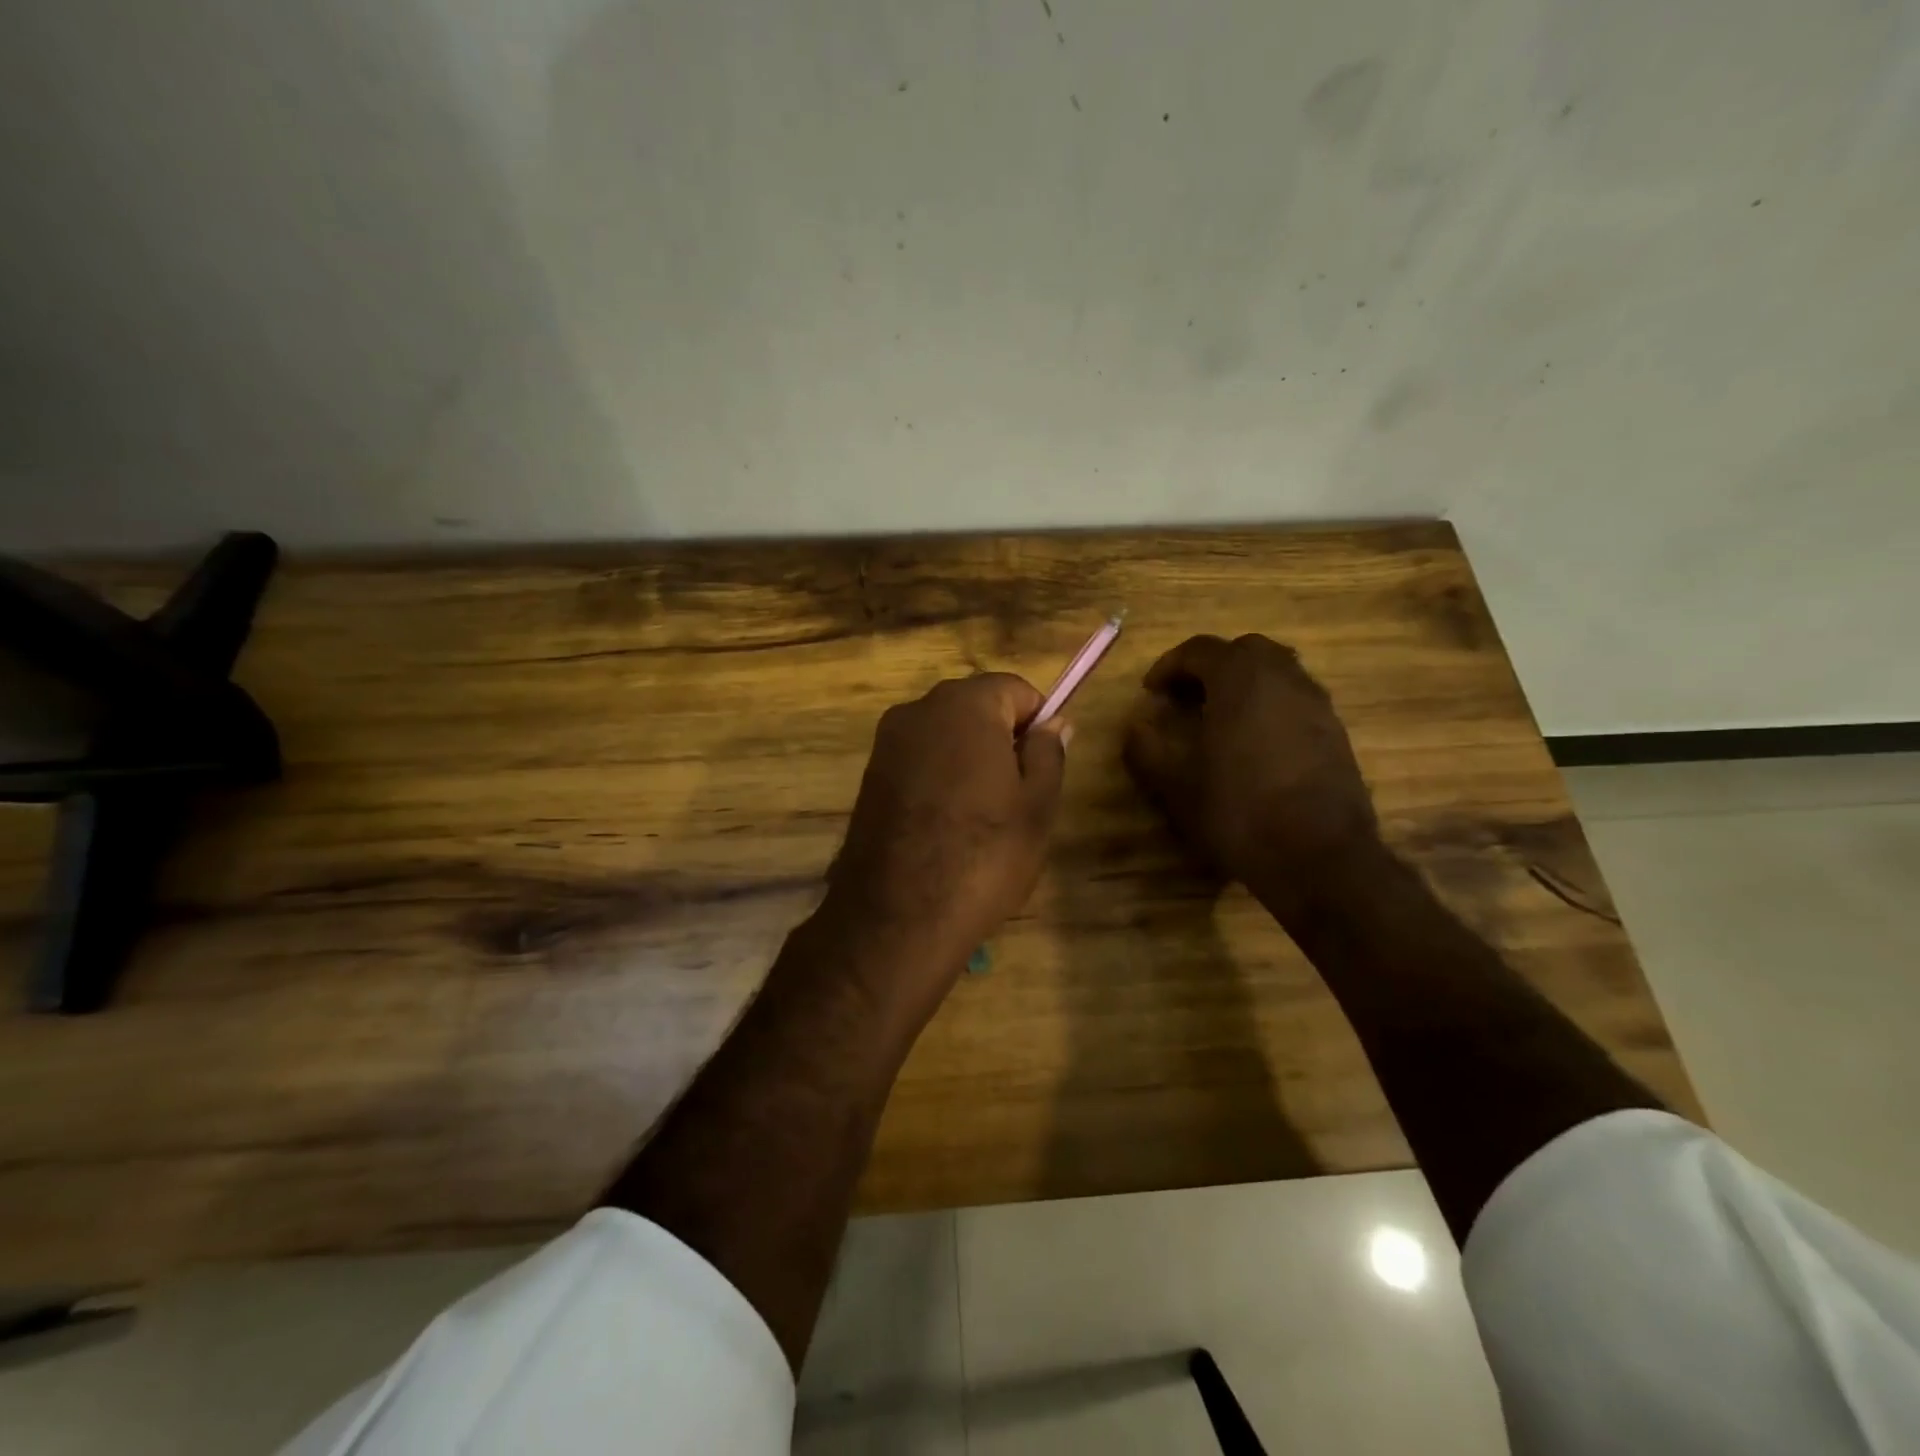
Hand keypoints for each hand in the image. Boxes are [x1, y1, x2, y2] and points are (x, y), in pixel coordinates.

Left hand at [821, 673, 1068, 1005]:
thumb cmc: (983, 855)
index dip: (1037, 723)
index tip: (1042, 768)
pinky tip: (946, 826)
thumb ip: (1048, 752)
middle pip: (976, 707)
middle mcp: (918, 710)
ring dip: (968, 761)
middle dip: (1001, 739)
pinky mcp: (869, 777)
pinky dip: (938, 780)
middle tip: (1017, 797)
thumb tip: (1052, 723)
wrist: (897, 917)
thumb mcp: (1038, 805)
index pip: (1015, 689)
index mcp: (964, 704)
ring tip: (981, 818)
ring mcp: (887, 743)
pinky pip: (919, 761)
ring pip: (945, 736)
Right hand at [1124, 634, 1380, 892]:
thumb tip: (1136, 727)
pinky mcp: (1335, 731)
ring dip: (1243, 684)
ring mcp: (1315, 703)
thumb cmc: (1239, 812)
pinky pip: (1295, 699)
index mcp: (1240, 679)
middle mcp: (1283, 678)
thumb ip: (1148, 749)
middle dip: (1210, 666)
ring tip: (1219, 717)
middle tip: (1186, 697)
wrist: (1320, 857)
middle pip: (1243, 650)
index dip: (1169, 666)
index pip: (1199, 649)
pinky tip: (1254, 742)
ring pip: (1276, 671)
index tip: (1151, 691)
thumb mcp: (1176, 785)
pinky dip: (1269, 705)